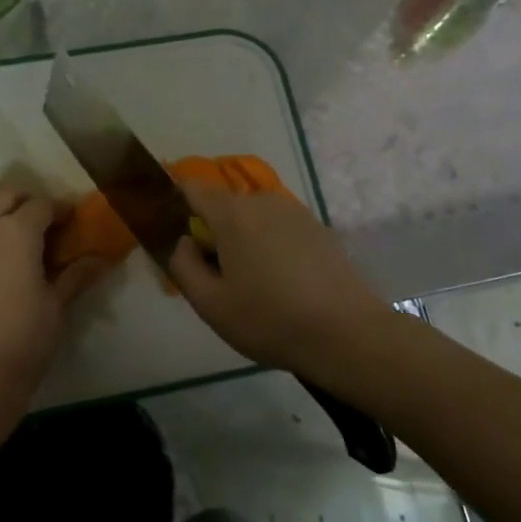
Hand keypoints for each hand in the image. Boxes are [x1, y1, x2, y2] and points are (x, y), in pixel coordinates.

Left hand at [0, 183, 108, 430]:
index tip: (70, 220)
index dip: (59, 209)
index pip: (41, 205)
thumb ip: (75, 275)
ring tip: (11, 234)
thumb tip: (100, 259)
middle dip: (25, 200)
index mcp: (16, 231)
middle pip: (3, 194)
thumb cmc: (24, 338)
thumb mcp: (56, 305)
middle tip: (41, 221)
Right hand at [167, 184, 387, 375]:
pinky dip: (271, 249)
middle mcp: (264, 202)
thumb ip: (183, 266)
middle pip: (224, 208)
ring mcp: (297, 213)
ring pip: (254, 220)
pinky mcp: (320, 230)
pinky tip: (283, 287)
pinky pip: (280, 231)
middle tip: (216, 279)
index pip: (192, 188)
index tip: (173, 233)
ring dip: (244, 243)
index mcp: (233, 214)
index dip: (175, 204)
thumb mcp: (210, 304)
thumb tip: (184, 241)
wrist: (347, 333)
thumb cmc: (270, 319)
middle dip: (213, 235)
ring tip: (252, 288)